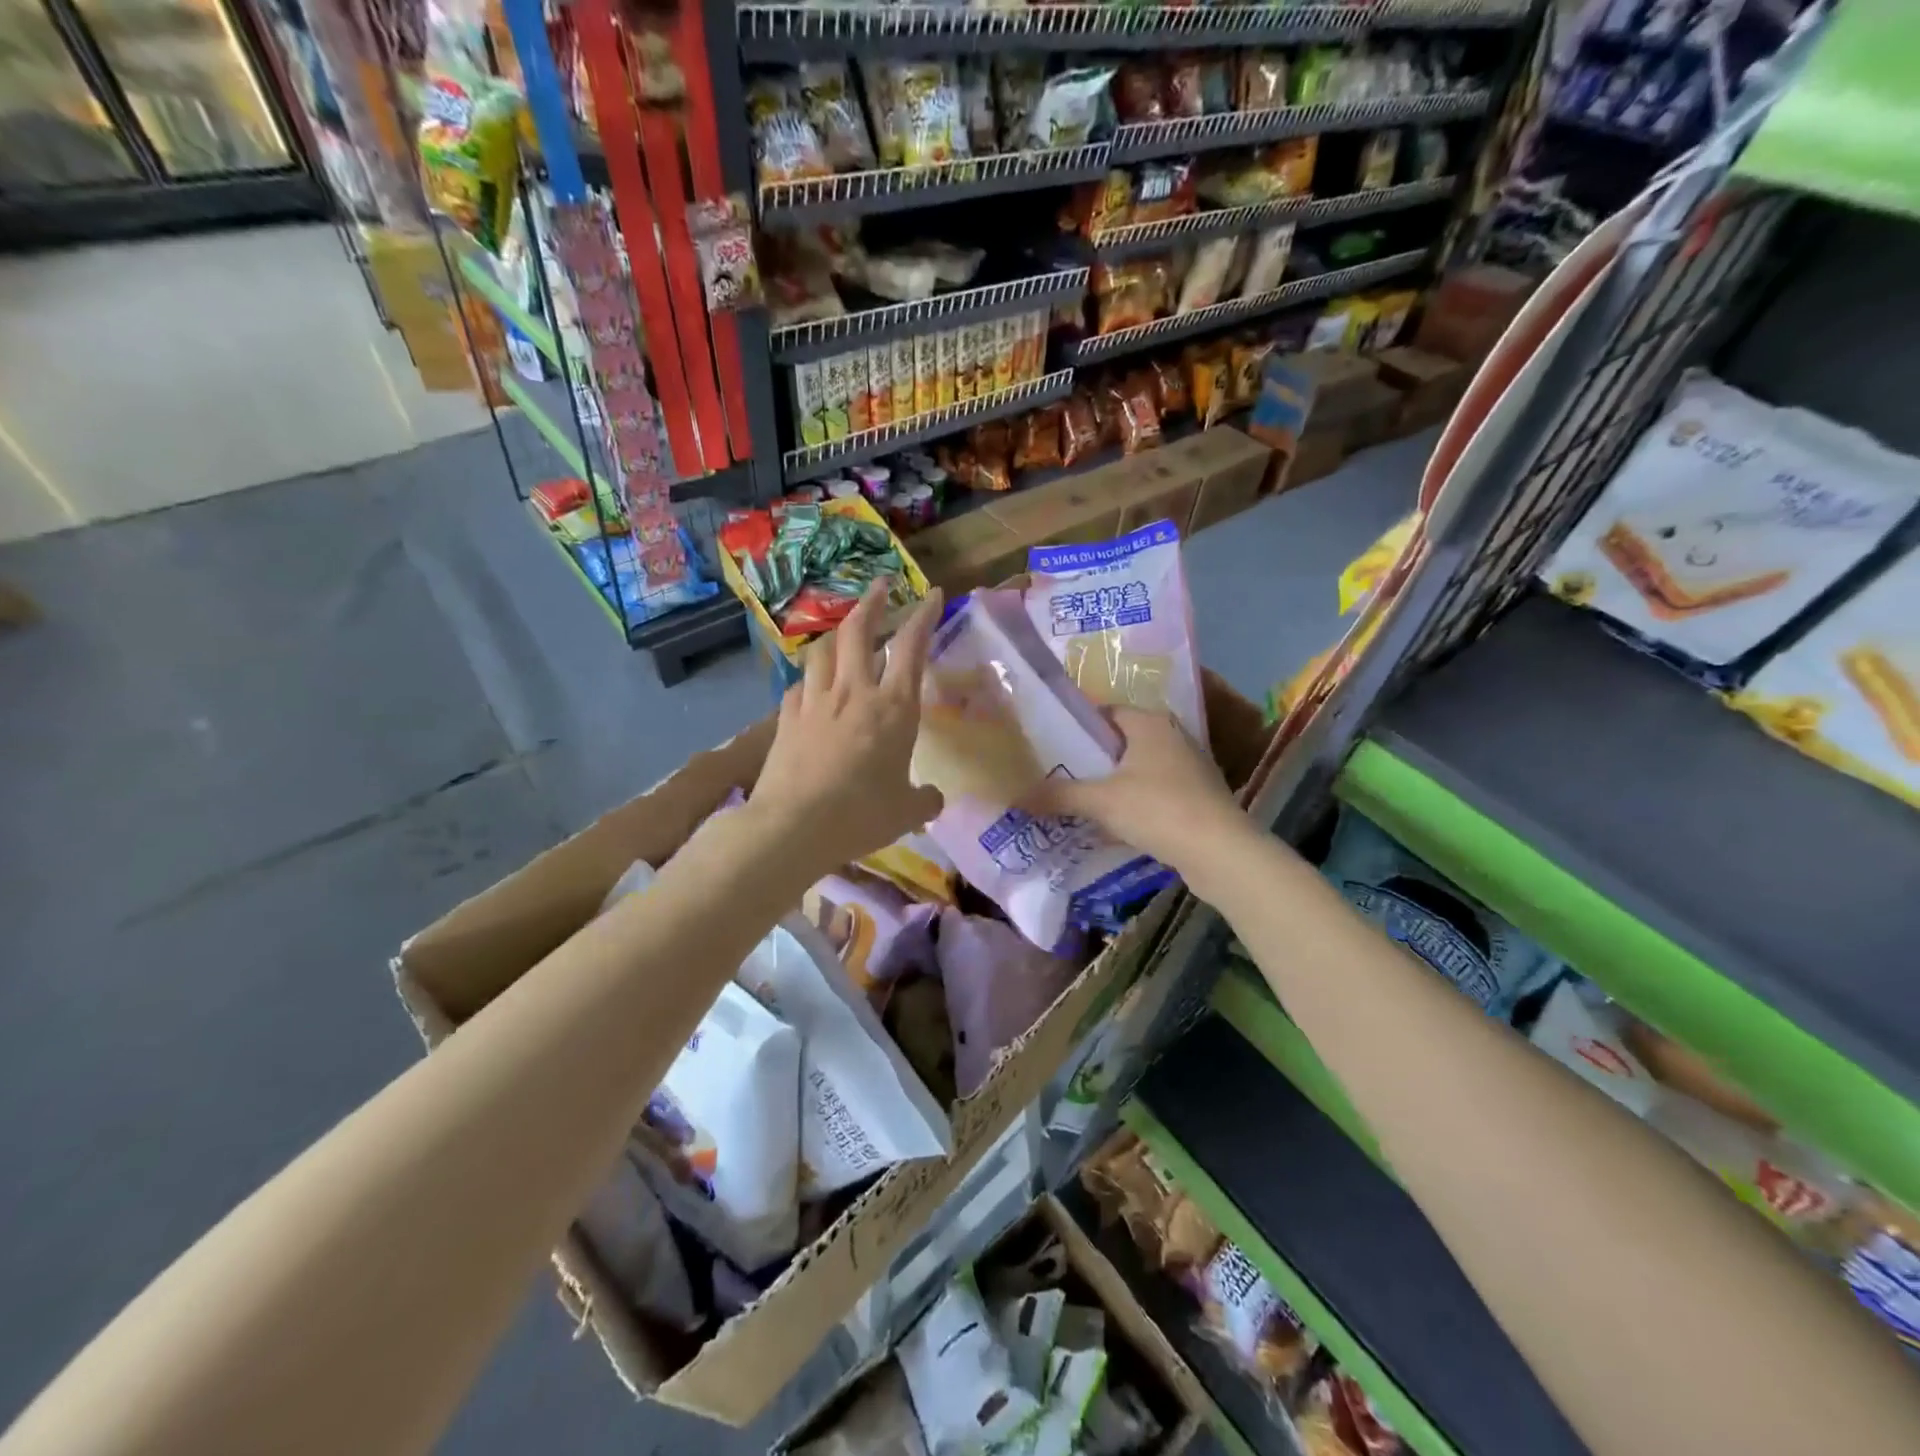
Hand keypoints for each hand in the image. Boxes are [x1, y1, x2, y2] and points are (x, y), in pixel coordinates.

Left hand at [751, 582, 946, 874]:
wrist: (794, 825)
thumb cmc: (861, 814)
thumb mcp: (906, 812)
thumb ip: (924, 800)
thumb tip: (933, 799)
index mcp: (893, 707)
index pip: (912, 647)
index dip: (924, 616)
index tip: (933, 594)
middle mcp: (854, 692)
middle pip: (859, 630)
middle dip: (873, 602)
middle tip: (881, 586)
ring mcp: (815, 702)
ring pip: (823, 650)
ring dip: (837, 634)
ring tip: (844, 633)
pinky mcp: (786, 718)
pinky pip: (800, 685)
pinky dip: (811, 678)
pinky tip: (812, 686)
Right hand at [1022, 707, 1246, 878]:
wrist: (1221, 852)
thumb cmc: (1158, 809)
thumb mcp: (1100, 801)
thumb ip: (1058, 795)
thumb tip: (1014, 794)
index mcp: (1149, 722)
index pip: (1105, 711)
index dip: (1076, 725)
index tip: (1048, 741)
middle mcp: (1171, 735)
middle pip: (1121, 740)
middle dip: (1091, 757)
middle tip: (1054, 771)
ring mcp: (1188, 766)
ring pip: (1138, 767)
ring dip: (1112, 781)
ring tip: (1076, 797)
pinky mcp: (1196, 795)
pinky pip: (1153, 790)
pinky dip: (1133, 800)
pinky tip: (1112, 821)